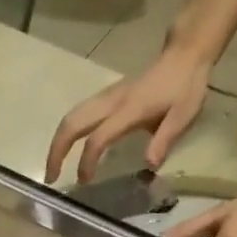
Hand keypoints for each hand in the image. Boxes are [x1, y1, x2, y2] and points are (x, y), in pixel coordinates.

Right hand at [46, 47, 212, 185]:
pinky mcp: (106, 97)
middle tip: (50, 177)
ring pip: (71, 117)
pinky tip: (67, 149)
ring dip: (58, 142)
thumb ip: (165, 139)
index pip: (98, 137)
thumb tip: (149, 166)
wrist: (184, 55)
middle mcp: (111, 101)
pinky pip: (78, 114)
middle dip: (57, 151)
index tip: (85, 181)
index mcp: (129, 110)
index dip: (87, 161)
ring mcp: (106, 97)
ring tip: (54, 167)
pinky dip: (66, 133)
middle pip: (72, 123)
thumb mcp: (184, 115)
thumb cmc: (185, 86)